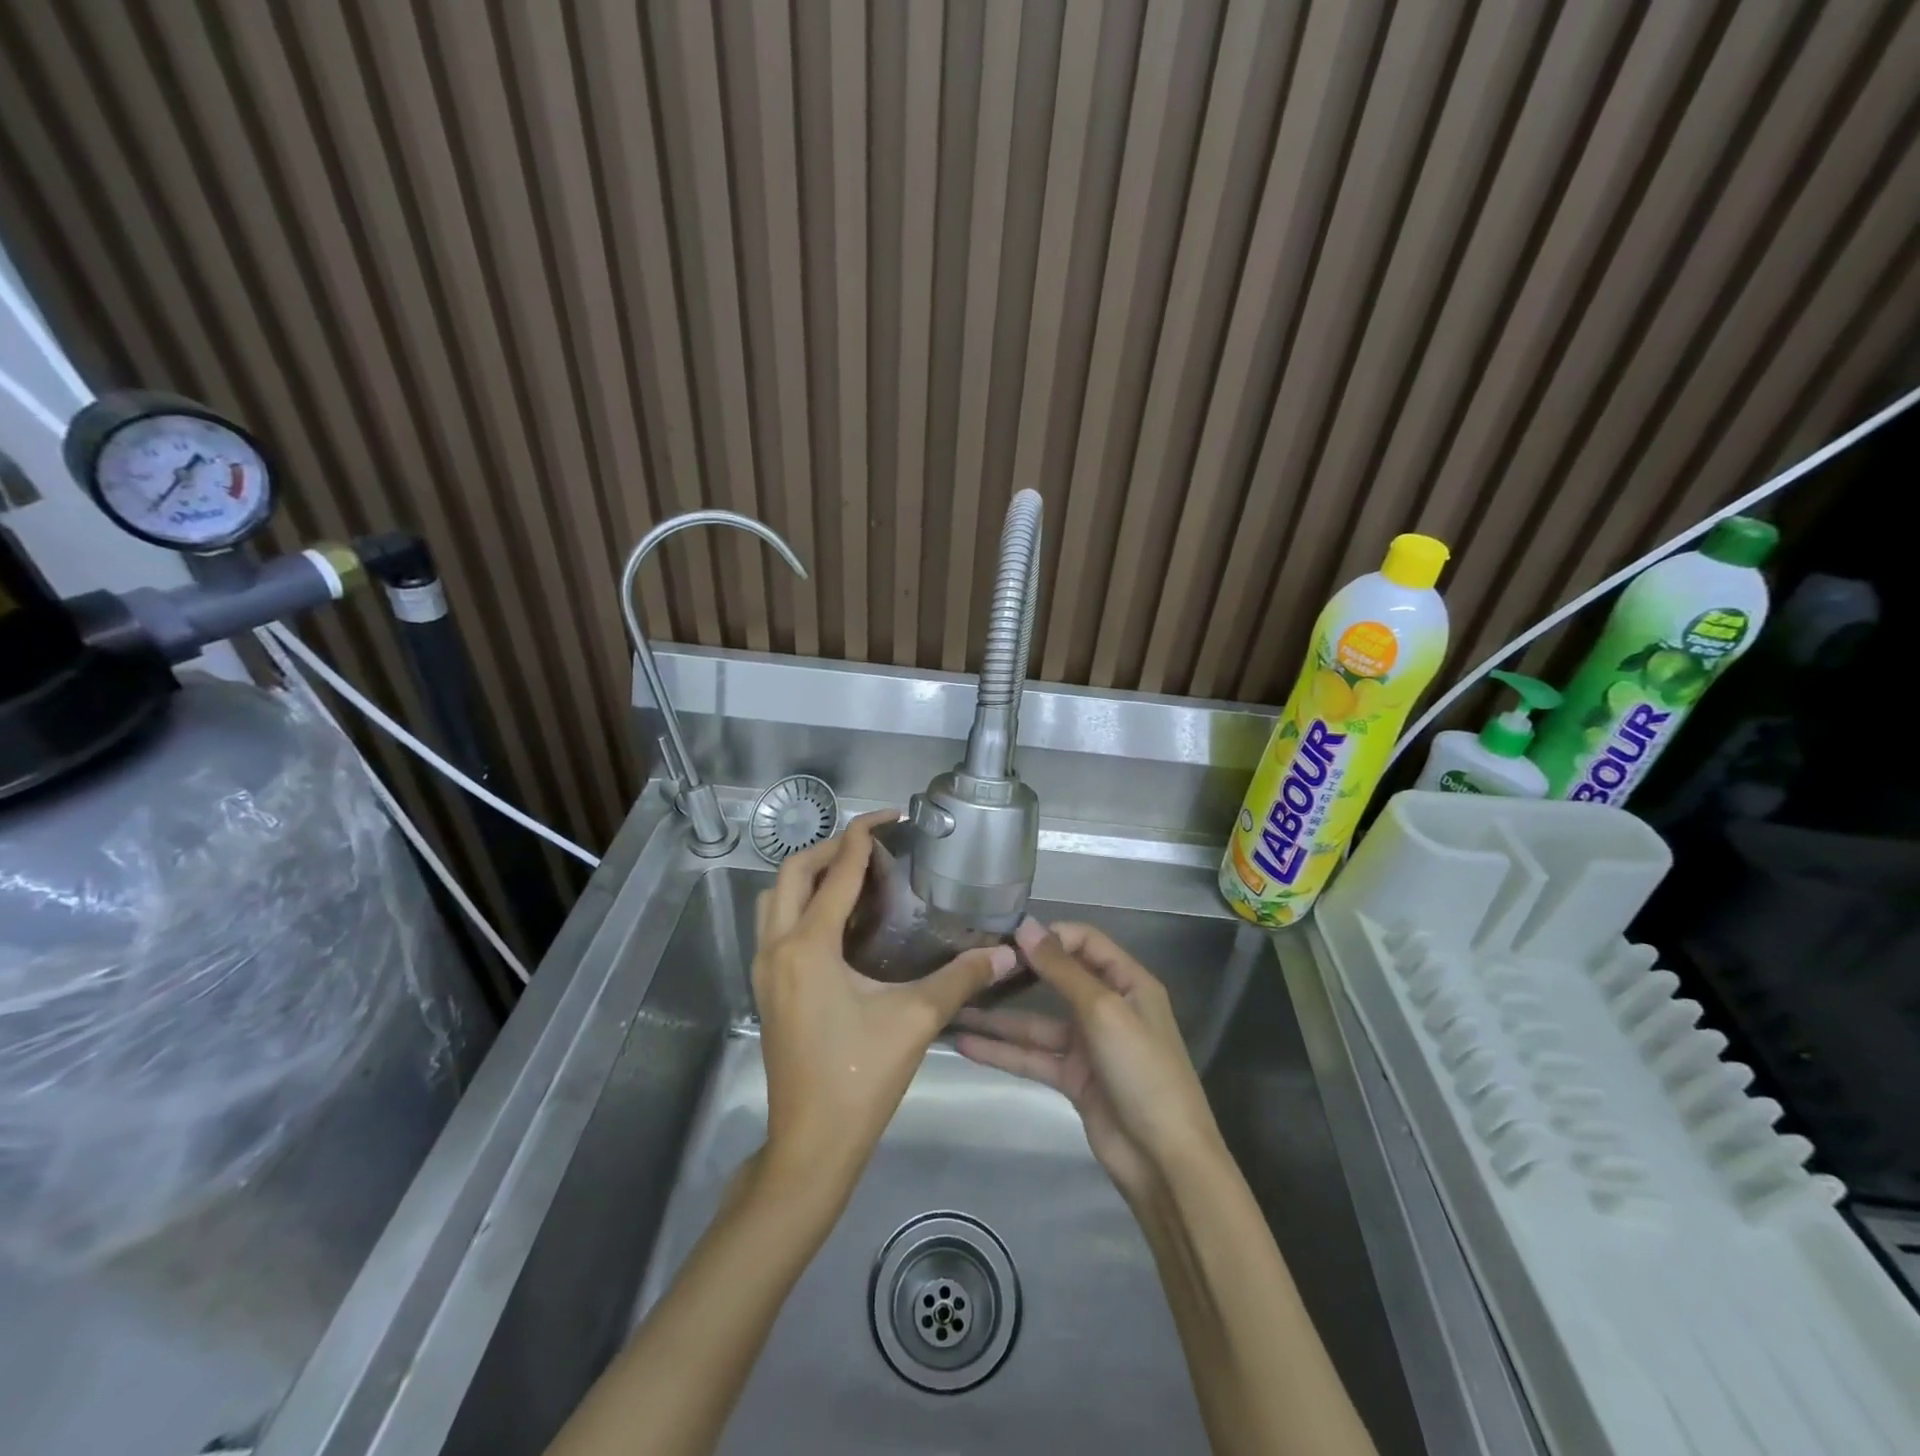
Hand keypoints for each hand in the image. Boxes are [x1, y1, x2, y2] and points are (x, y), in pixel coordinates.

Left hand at [754, 809, 1017, 1195]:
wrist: (810, 1145)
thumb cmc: (860, 1078)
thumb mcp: (915, 1020)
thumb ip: (960, 979)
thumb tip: (1005, 953)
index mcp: (808, 946)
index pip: (836, 872)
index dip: (863, 838)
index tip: (890, 818)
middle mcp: (776, 947)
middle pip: (792, 873)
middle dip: (830, 848)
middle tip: (872, 846)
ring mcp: (764, 969)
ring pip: (774, 898)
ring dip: (808, 876)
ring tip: (852, 876)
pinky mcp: (765, 989)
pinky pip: (775, 924)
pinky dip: (800, 904)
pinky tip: (838, 922)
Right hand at [954, 919, 1221, 1200]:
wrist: (1164, 1160)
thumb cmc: (1142, 1070)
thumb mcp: (1103, 1011)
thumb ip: (1062, 970)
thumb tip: (1026, 926)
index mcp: (1128, 982)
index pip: (1085, 941)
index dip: (1049, 935)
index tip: (1007, 936)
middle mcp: (1108, 1006)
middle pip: (1058, 979)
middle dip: (1019, 971)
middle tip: (973, 963)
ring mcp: (1088, 1044)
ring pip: (1037, 1022)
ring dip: (1000, 1017)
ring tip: (956, 1005)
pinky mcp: (1072, 1078)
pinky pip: (1032, 1056)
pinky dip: (1002, 1051)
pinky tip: (966, 1044)